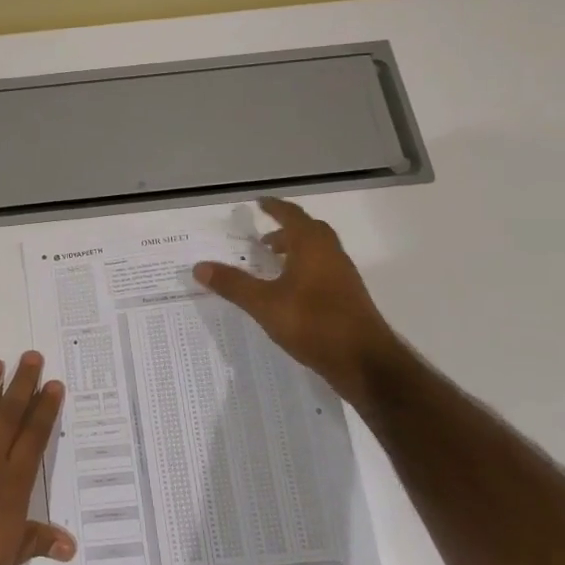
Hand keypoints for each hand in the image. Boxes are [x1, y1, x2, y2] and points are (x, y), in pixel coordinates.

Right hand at [194, 197, 402, 404]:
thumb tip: (200, 266)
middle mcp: (331, 254)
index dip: (274, 207)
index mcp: (311, 246)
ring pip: (318, 252)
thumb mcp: (264, 304)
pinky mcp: (348, 297)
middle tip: (264, 238)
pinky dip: (306, 270)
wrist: (364, 361)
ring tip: (273, 265)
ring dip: (296, 251)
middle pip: (309, 231)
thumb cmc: (312, 323)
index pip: (291, 216)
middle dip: (286, 230)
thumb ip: (233, 284)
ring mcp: (343, 276)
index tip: (259, 203)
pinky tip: (291, 292)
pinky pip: (324, 271)